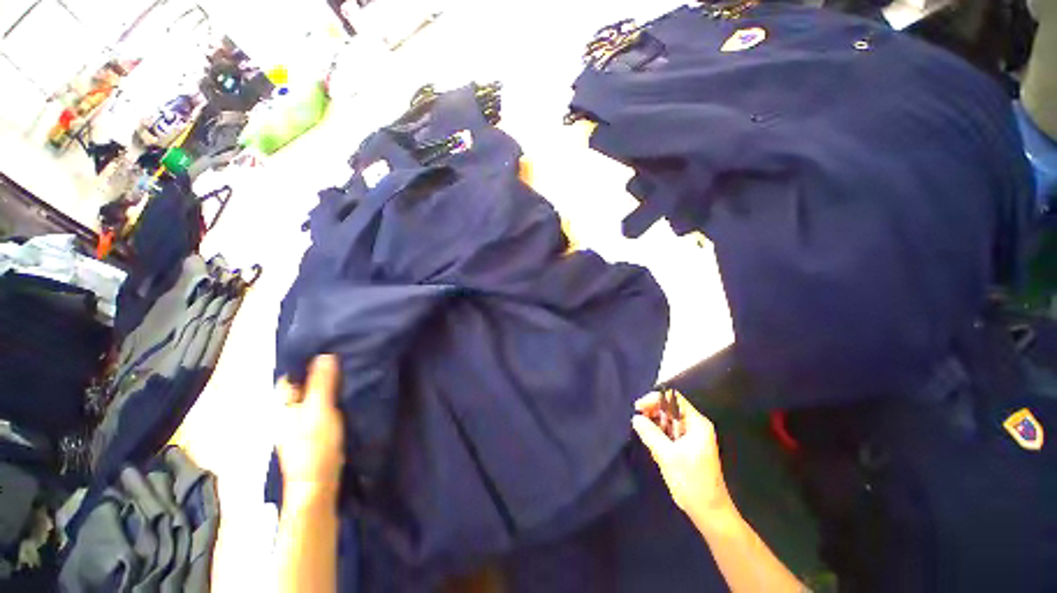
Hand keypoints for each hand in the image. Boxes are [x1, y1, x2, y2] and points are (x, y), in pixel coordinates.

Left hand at [275, 355, 344, 500]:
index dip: (308, 358)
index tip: (330, 343)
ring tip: (349, 365)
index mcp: (283, 403)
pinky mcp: (315, 426)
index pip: (292, 372)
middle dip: (321, 368)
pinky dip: (333, 393)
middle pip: (304, 381)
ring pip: (315, 392)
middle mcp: (289, 408)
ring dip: (329, 381)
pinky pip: (324, 402)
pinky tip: (347, 388)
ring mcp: (301, 418)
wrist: (318, 482)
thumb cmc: (315, 445)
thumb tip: (325, 354)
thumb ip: (322, 383)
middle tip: (345, 352)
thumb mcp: (319, 410)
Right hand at [632, 391, 732, 524]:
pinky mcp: (688, 447)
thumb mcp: (667, 455)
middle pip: (670, 408)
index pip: (673, 399)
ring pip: (668, 421)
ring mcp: (692, 437)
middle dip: (652, 412)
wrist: (709, 512)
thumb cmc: (691, 482)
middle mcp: (696, 426)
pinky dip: (659, 435)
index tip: (639, 408)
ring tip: (645, 436)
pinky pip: (670, 432)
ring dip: (654, 425)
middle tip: (638, 422)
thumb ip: (650, 433)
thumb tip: (635, 418)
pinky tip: (653, 446)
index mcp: (696, 423)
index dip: (654, 399)